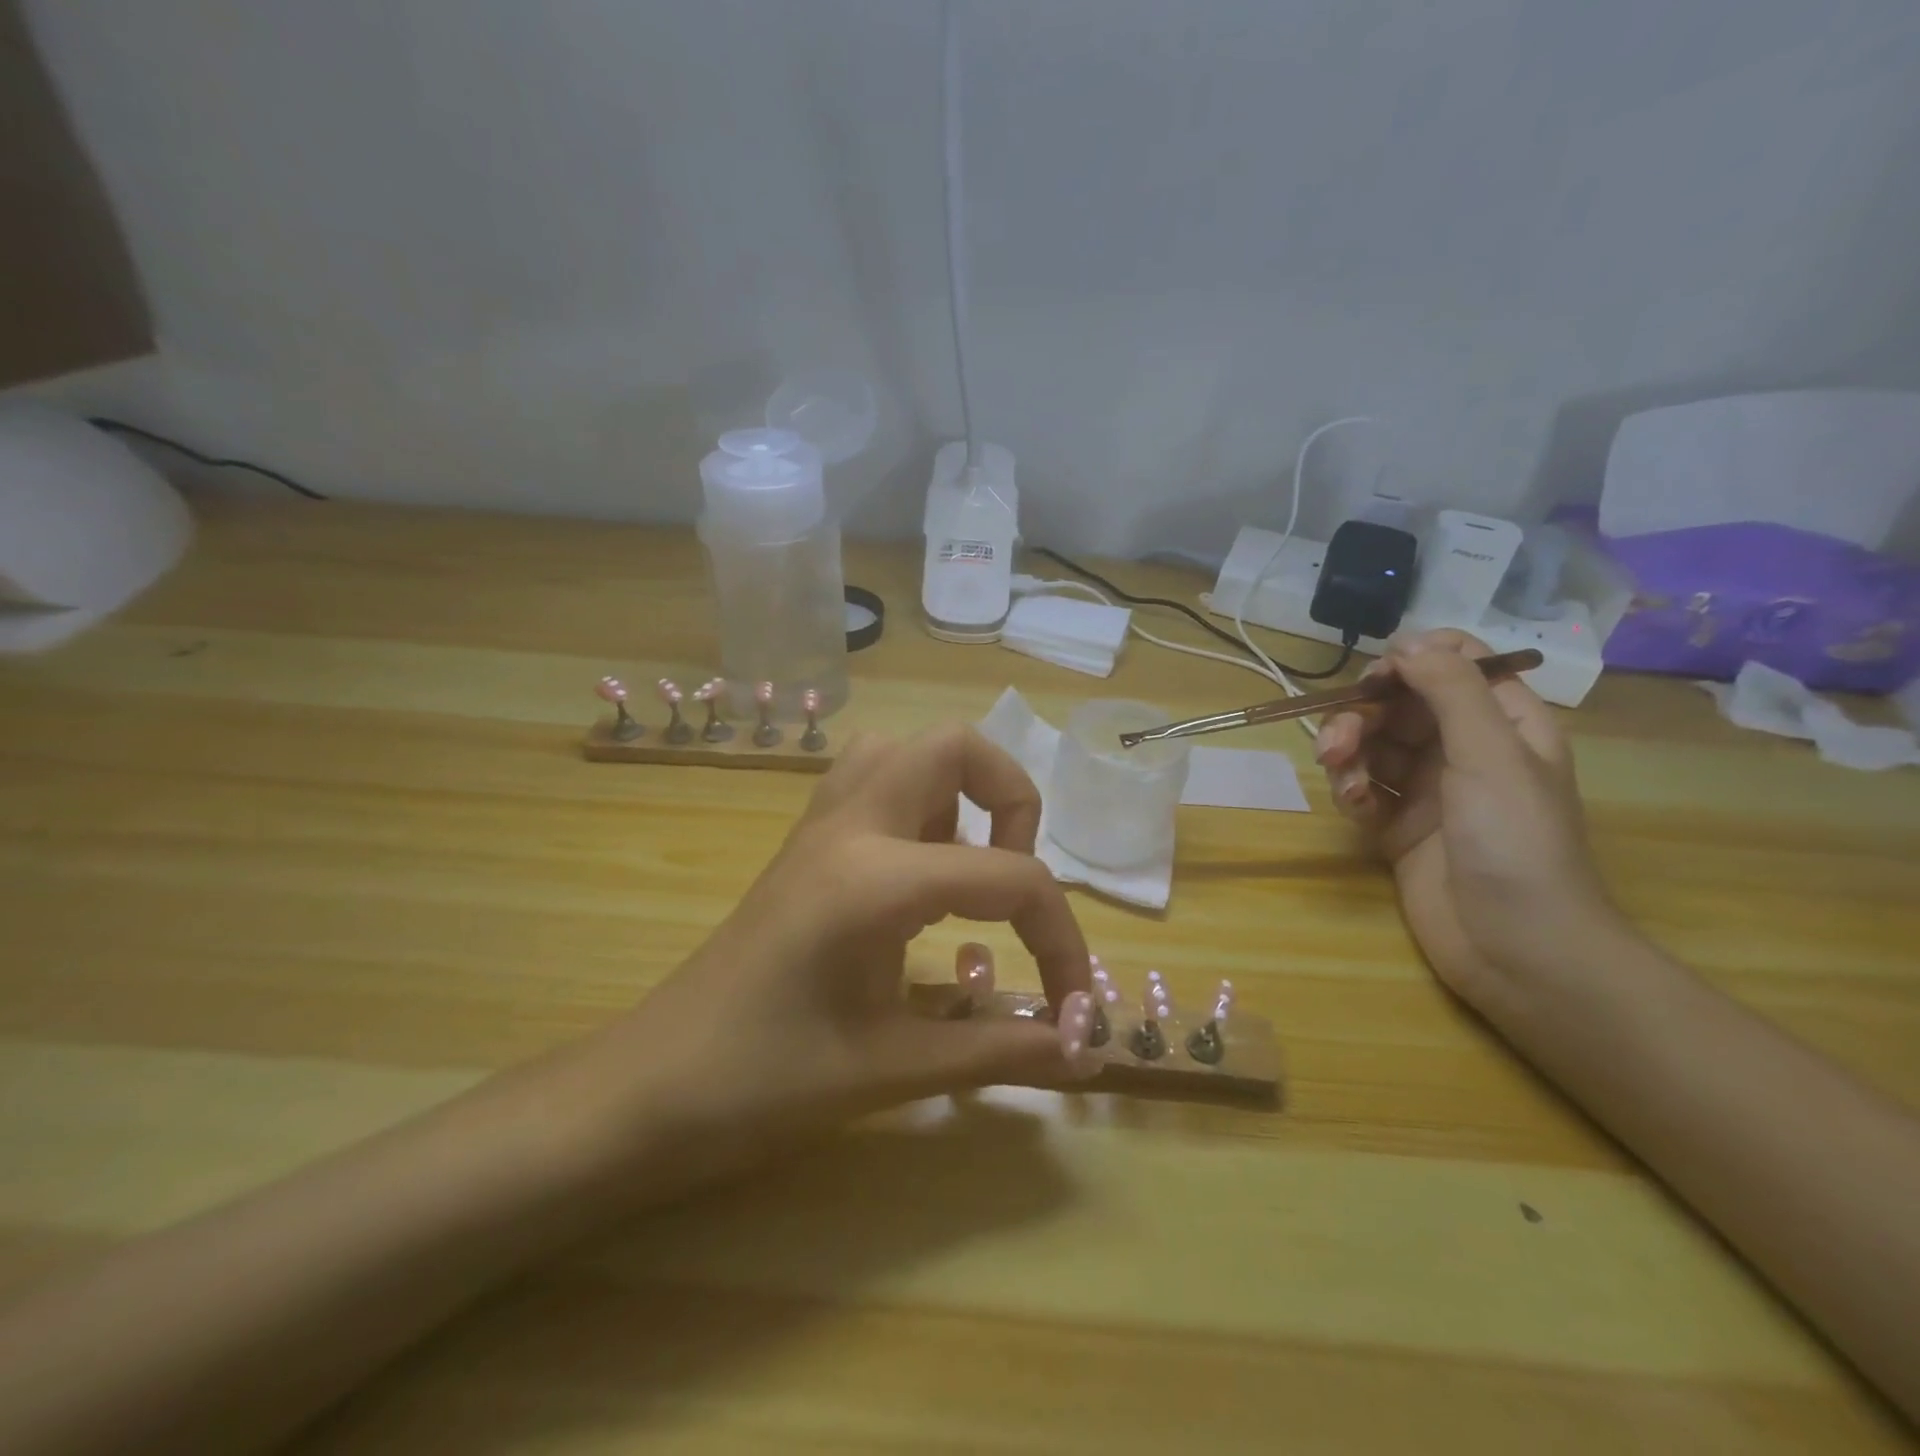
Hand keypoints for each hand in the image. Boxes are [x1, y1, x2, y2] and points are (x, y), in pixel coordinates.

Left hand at [589, 725, 1097, 1170]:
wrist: (651, 1089)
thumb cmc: (766, 1085)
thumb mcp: (894, 1069)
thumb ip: (1000, 1051)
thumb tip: (1087, 1054)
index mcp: (876, 879)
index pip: (1009, 876)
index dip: (1061, 937)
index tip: (1073, 1004)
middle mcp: (850, 826)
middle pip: (953, 746)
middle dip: (1011, 799)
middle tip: (1012, 880)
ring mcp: (819, 826)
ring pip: (903, 750)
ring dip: (955, 792)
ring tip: (965, 870)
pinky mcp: (803, 842)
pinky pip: (871, 780)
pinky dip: (916, 805)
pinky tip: (919, 879)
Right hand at [1313, 630, 1619, 1008]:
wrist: (1516, 947)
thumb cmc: (1516, 841)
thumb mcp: (1490, 754)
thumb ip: (1450, 690)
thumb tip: (1409, 639)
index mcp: (1503, 723)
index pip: (1454, 665)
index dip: (1412, 661)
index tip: (1379, 678)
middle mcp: (1463, 749)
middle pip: (1399, 705)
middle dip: (1363, 716)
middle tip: (1339, 741)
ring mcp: (1428, 789)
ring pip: (1372, 746)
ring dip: (1348, 754)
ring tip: (1342, 778)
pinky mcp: (1397, 825)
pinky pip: (1363, 790)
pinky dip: (1351, 792)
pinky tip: (1354, 808)